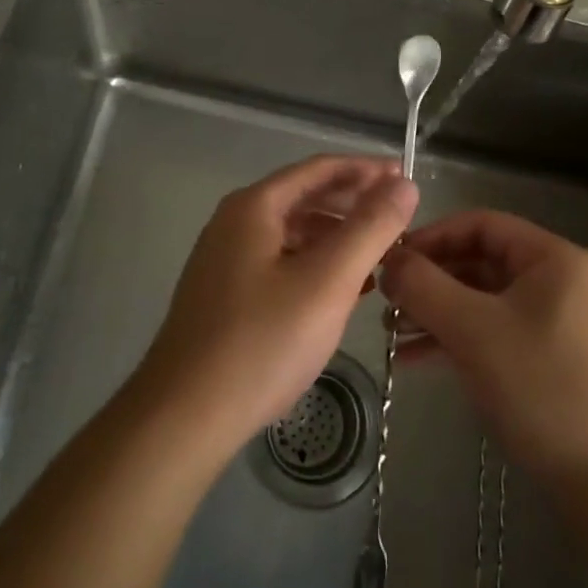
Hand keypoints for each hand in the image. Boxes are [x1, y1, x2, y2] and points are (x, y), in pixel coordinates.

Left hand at [137, 156, 417, 461]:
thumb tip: (404, 183)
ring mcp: (225, 260)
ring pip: (293, 233)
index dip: (366, 170)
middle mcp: (235, 223)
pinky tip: (342, 291)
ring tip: (378, 255)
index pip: (319, 169)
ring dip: (337, 237)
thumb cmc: (261, 342)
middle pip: (304, 197)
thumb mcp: (328, 281)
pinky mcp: (225, 295)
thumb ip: (370, 227)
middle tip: (398, 217)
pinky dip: (315, 265)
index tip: (404, 177)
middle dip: (353, 204)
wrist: (182, 418)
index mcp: (254, 207)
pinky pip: (280, 262)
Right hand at [382, 210, 587, 490]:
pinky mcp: (553, 357)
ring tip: (392, 335)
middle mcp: (560, 280)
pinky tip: (417, 359)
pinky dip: (459, 339)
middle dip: (431, 281)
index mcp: (554, 258)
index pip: (482, 224)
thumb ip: (424, 287)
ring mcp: (559, 321)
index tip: (392, 260)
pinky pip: (496, 331)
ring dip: (438, 313)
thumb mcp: (473, 330)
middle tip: (386, 301)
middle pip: (482, 261)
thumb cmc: (541, 388)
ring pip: (485, 300)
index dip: (432, 237)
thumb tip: (388, 261)